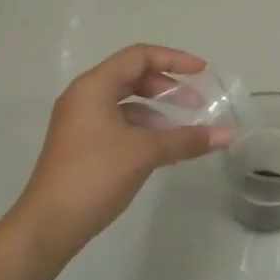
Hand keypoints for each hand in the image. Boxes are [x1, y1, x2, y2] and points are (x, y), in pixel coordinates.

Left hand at [12, 44, 231, 259]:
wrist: (50, 223)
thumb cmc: (95, 175)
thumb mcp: (145, 153)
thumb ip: (187, 139)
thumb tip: (229, 134)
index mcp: (93, 86)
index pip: (138, 57)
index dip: (173, 59)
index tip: (202, 72)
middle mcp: (84, 96)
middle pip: (131, 76)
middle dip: (167, 87)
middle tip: (196, 104)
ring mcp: (79, 121)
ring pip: (124, 101)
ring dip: (156, 109)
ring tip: (183, 129)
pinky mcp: (81, 144)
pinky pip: (117, 122)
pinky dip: (142, 128)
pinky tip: (162, 148)